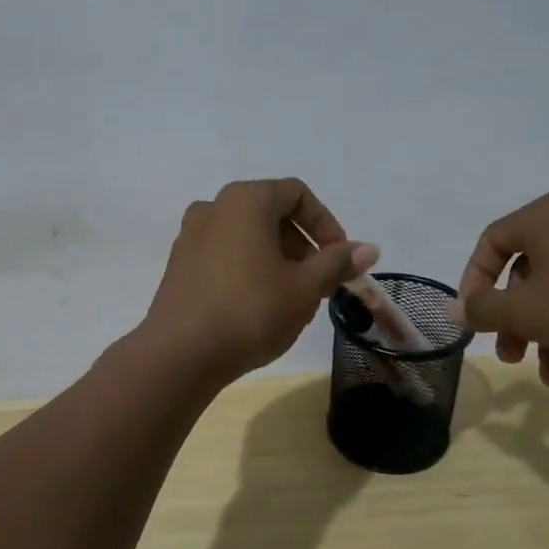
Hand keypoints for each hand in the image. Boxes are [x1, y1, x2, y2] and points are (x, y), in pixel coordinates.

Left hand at [141, 178, 377, 386]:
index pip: (297, 194)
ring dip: (277, 258)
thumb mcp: (305, 288)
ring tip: (292, 298)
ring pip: (247, 235)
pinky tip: (258, 305)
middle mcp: (214, 206)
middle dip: (303, 244)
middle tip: (320, 283)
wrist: (179, 355)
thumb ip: (336, 263)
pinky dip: (249, 267)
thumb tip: (369, 248)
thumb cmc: (251, 311)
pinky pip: (224, 253)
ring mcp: (191, 235)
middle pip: (271, 212)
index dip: (326, 224)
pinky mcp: (179, 264)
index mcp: (245, 200)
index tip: (340, 260)